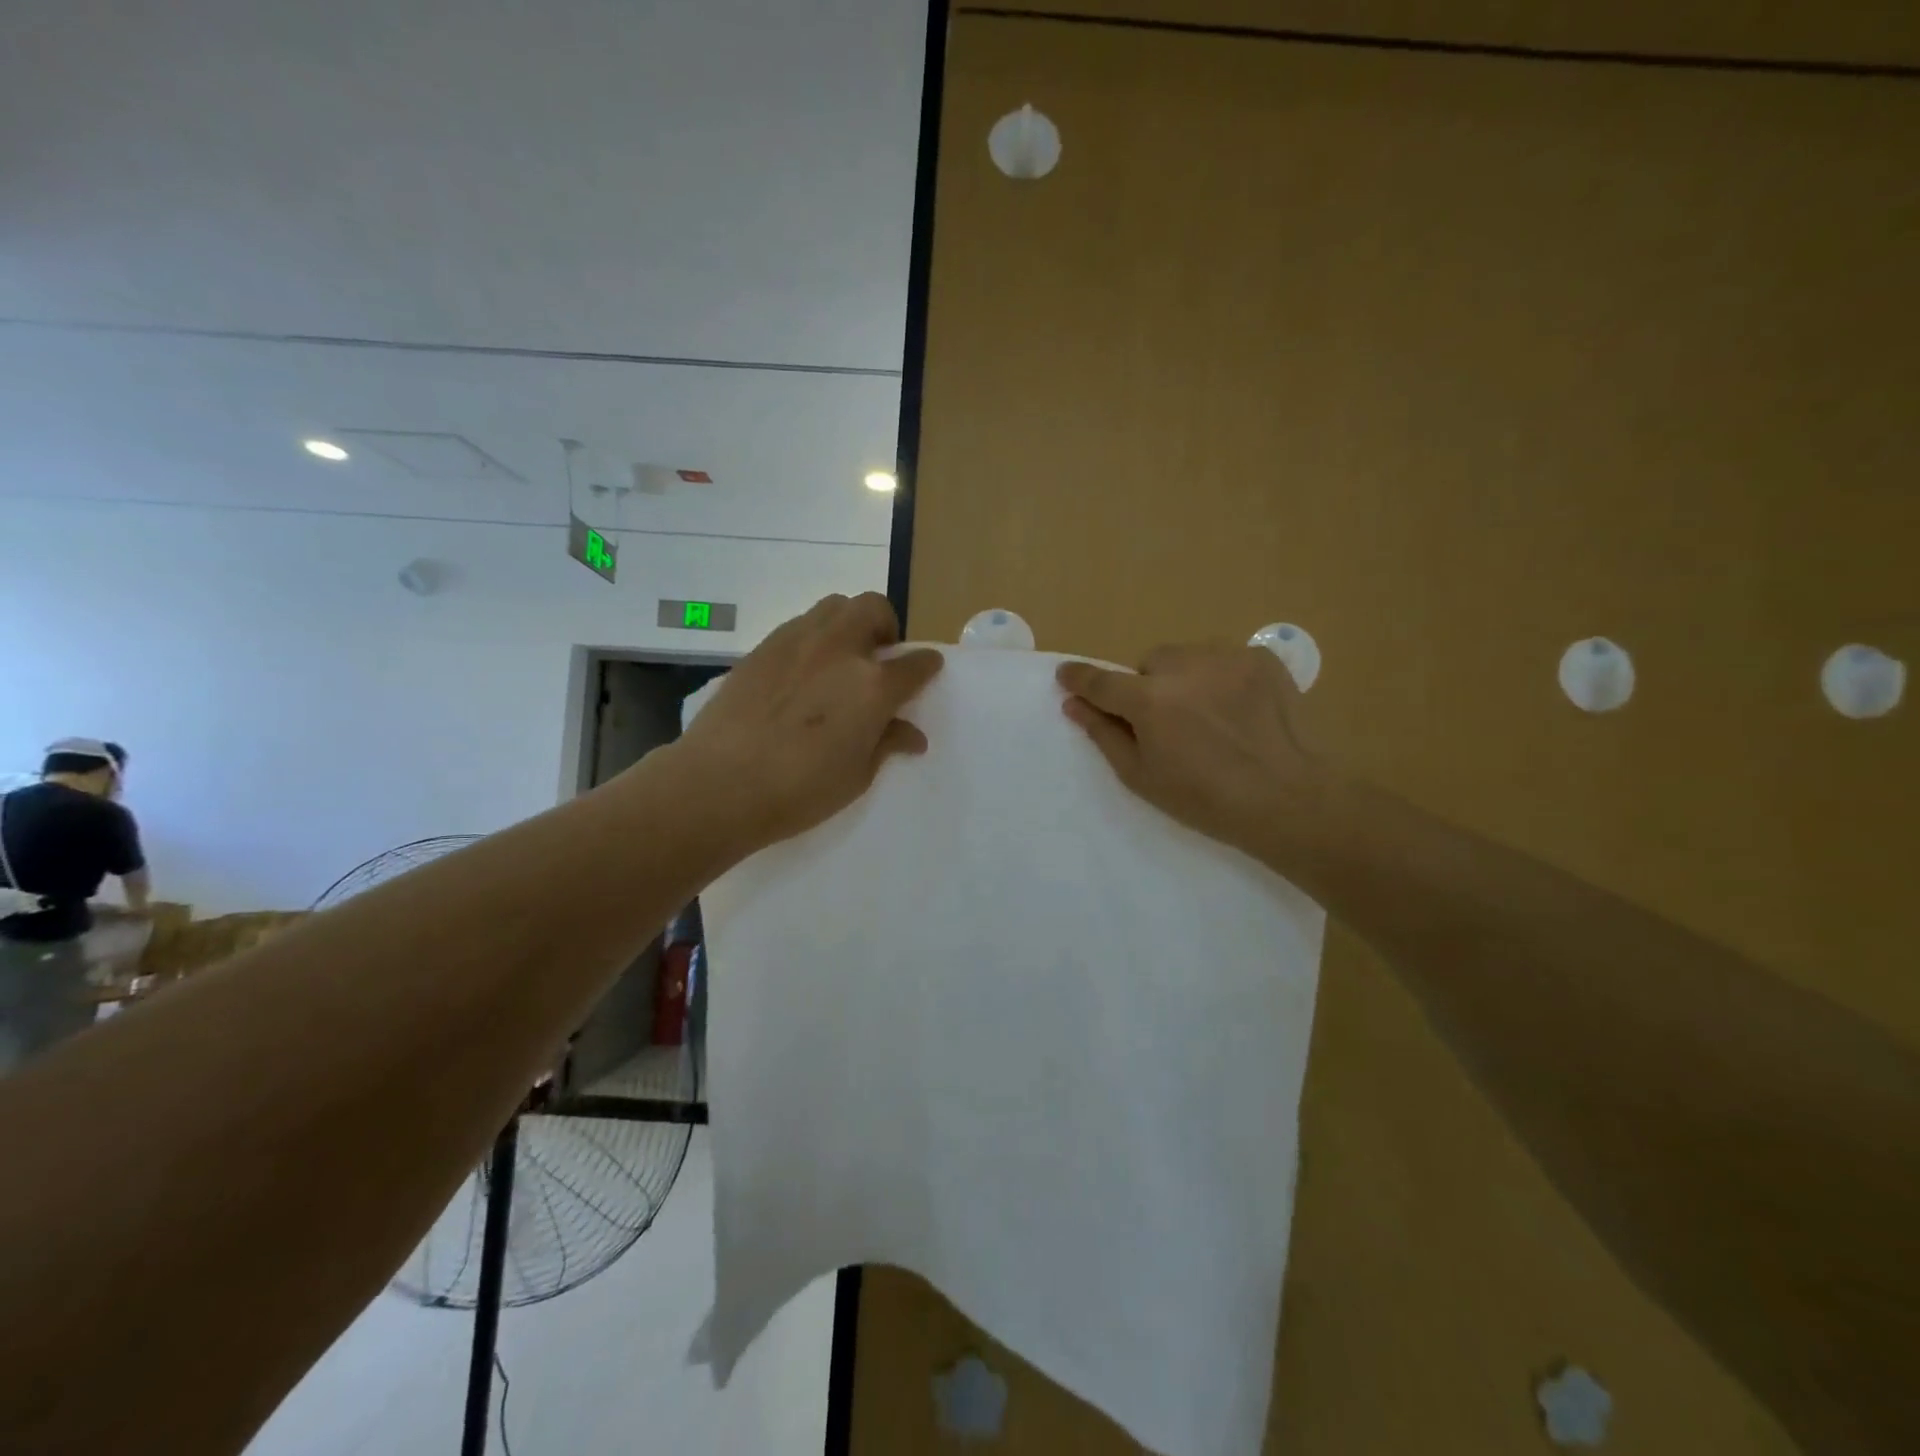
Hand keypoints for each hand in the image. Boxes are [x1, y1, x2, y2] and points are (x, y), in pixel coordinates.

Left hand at [675, 593, 942, 851]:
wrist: (720, 783)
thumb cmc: (798, 791)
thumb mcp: (856, 776)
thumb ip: (886, 743)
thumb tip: (911, 734)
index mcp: (872, 686)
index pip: (915, 663)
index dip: (927, 665)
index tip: (928, 669)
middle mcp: (840, 650)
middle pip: (874, 608)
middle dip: (886, 625)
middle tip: (879, 656)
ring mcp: (798, 641)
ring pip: (835, 606)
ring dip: (850, 622)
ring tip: (841, 656)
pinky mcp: (763, 646)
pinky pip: (800, 624)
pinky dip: (815, 636)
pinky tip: (803, 670)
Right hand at [1056, 644, 1327, 862]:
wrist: (1288, 798)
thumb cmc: (1205, 799)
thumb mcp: (1142, 777)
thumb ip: (1104, 734)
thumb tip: (1074, 705)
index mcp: (1149, 700)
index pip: (1101, 682)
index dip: (1080, 678)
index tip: (1066, 675)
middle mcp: (1184, 666)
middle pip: (1150, 664)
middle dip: (1150, 687)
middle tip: (1169, 723)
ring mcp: (1226, 657)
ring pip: (1188, 657)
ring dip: (1185, 678)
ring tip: (1209, 716)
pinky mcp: (1261, 658)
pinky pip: (1224, 659)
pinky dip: (1222, 678)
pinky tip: (1239, 711)